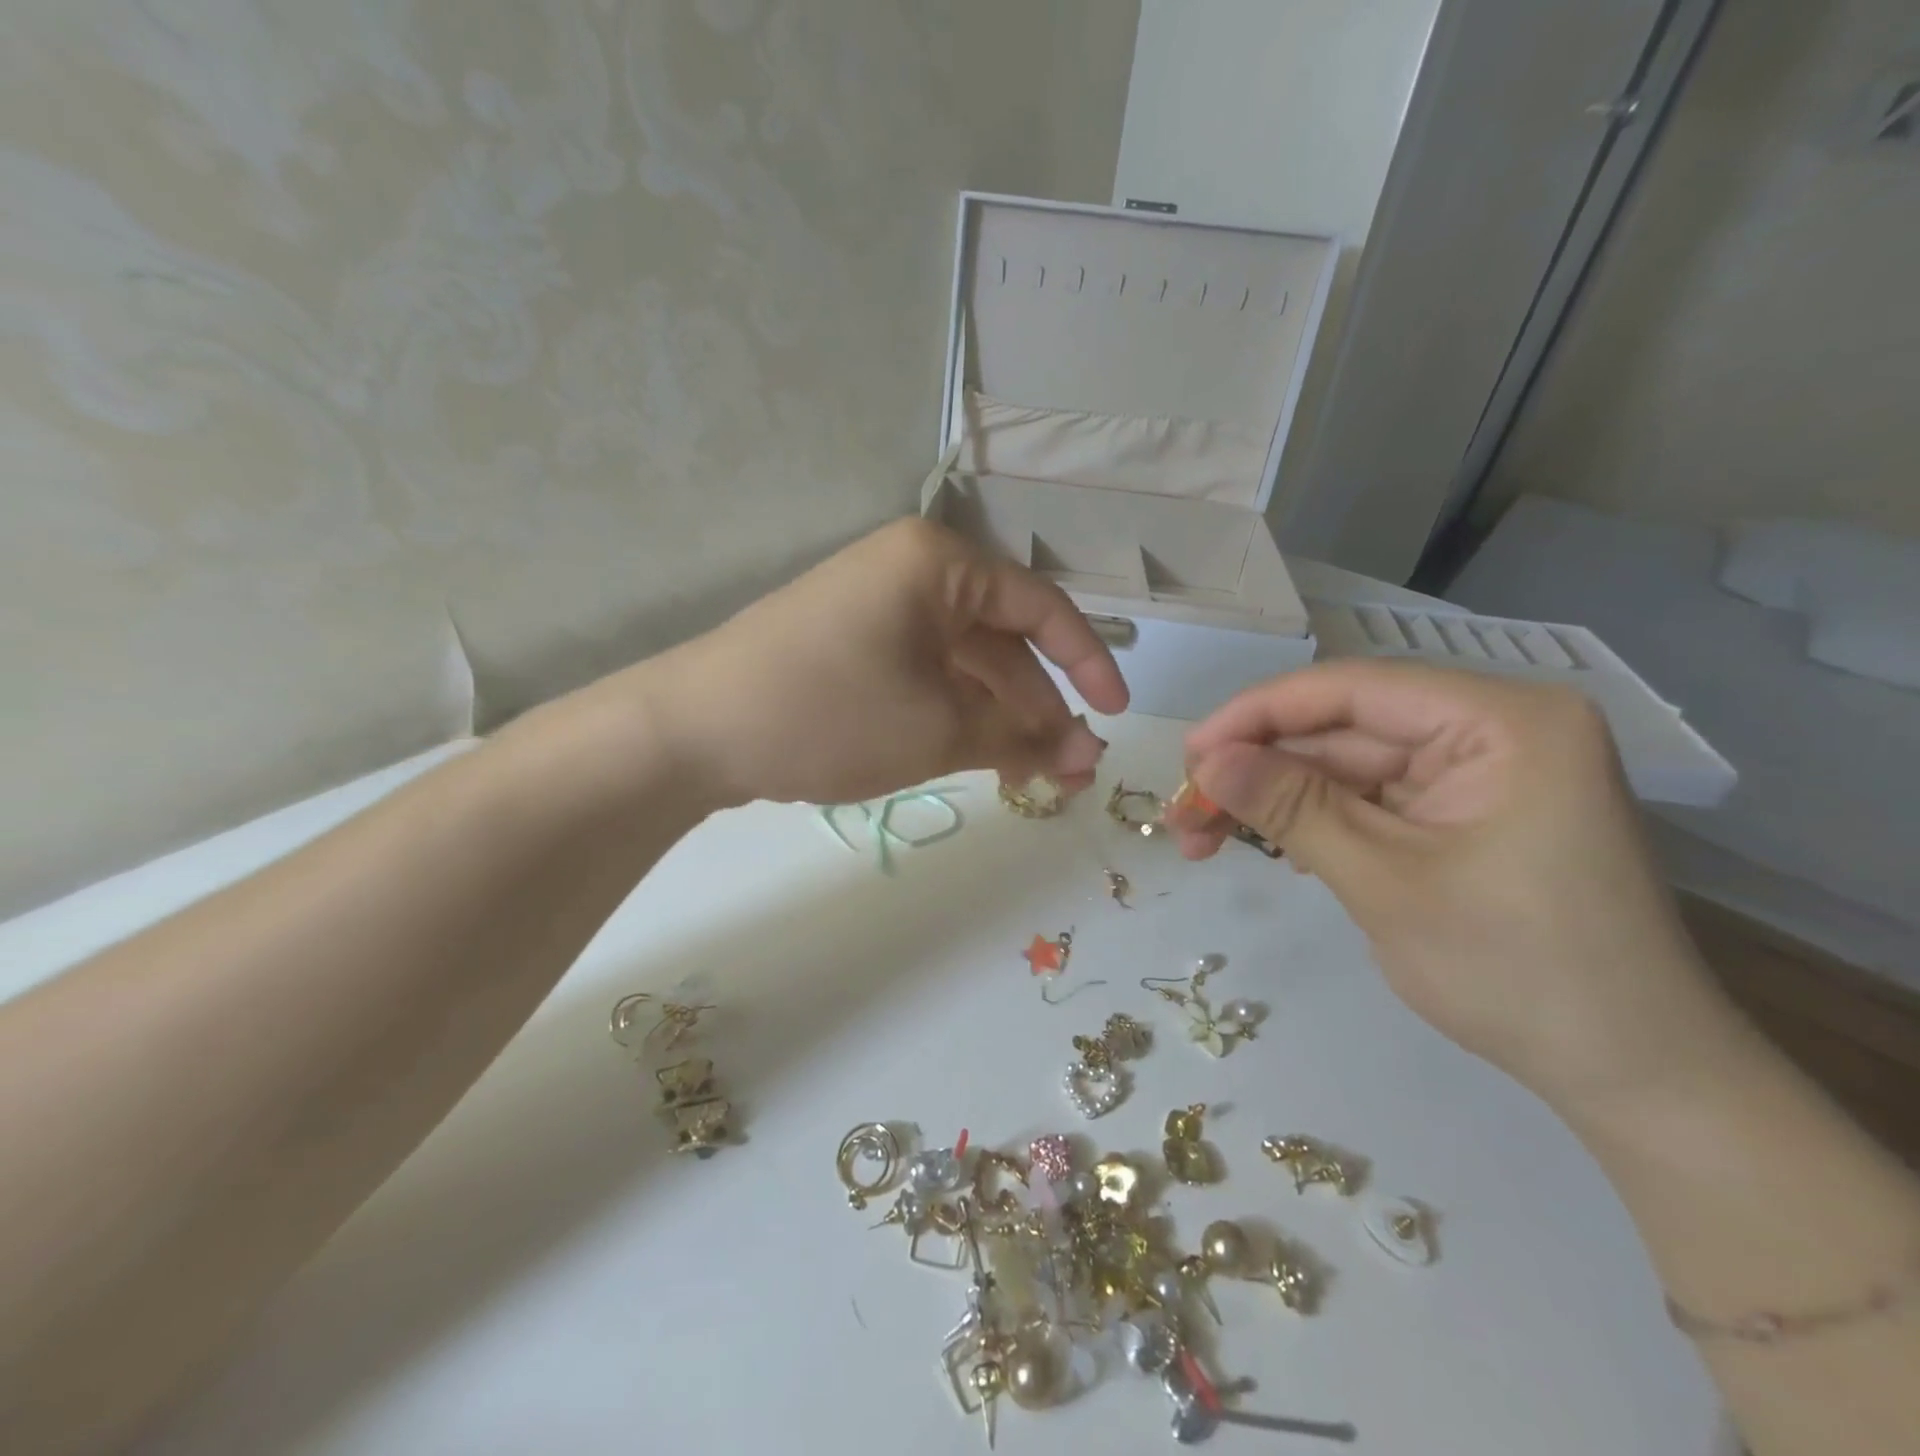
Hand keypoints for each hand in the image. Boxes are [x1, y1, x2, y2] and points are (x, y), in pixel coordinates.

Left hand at [633, 518, 1128, 808]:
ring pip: (964, 667)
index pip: (1039, 607)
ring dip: (1002, 720)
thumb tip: (1083, 756)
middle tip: (1074, 771)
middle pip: (1002, 642)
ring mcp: (879, 613)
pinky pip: (927, 679)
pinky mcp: (854, 650)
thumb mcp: (936, 729)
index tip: (1117, 716)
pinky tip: (985, 760)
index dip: (1087, 662)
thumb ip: (1019, 740)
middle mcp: (913, 575)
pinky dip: (959, 717)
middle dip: (1041, 708)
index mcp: (939, 564)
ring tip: (1037, 778)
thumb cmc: (830, 712)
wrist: (694, 732)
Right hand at [1169, 662, 1739, 1113]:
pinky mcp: (1459, 815)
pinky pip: (1366, 801)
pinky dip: (1310, 822)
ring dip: (1272, 801)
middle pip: (1341, 730)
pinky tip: (1261, 845)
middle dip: (1256, 770)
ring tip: (1200, 838)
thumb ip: (1291, 807)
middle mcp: (1490, 730)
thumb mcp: (1385, 882)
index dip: (1256, 715)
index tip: (1188, 755)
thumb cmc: (1519, 972)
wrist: (1633, 1079)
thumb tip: (1206, 761)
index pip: (1350, 690)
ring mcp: (1474, 775)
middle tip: (1184, 813)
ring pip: (1343, 768)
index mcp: (1502, 721)